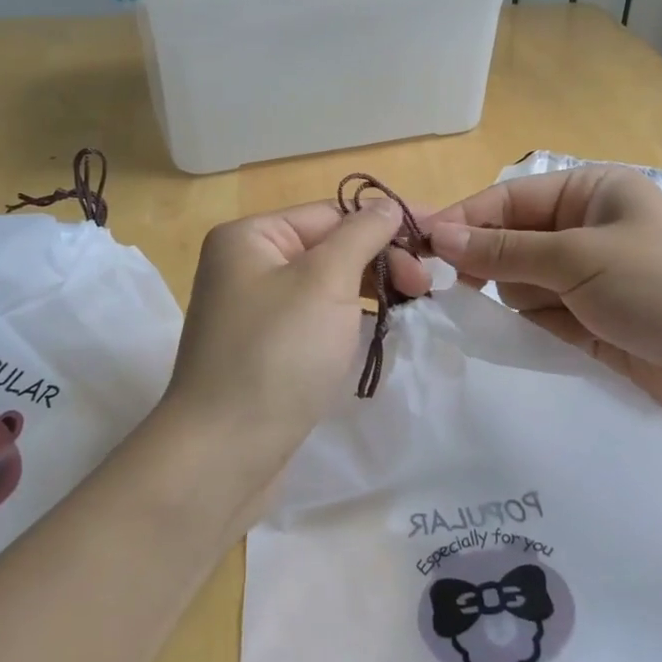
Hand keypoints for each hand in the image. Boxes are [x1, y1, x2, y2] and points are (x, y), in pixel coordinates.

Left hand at [164, 200, 429, 503]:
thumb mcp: (324, 282)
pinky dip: (349, 320)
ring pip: (326, 285)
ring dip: (371, 290)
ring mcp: (254, 311)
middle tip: (426, 287)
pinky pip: (316, 319)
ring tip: (413, 306)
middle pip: (328, 247)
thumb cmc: (276, 355)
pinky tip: (379, 331)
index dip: (388, 222)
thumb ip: (361, 235)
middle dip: (381, 259)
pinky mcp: (265, 350)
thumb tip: (387, 206)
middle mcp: (246, 266)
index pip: (331, 214)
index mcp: (250, 237)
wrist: (223, 456)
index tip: (439, 240)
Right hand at [426, 165, 661, 435]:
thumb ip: (503, 250)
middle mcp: (589, 228)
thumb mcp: (578, 258)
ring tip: (537, 314)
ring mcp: (592, 278)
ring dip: (515, 297)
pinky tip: (534, 334)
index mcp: (592, 192)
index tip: (422, 246)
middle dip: (488, 262)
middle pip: (512, 240)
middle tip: (452, 287)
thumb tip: (438, 235)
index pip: (510, 199)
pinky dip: (530, 325)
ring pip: (522, 281)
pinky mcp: (593, 322)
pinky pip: (542, 316)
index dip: (466, 220)